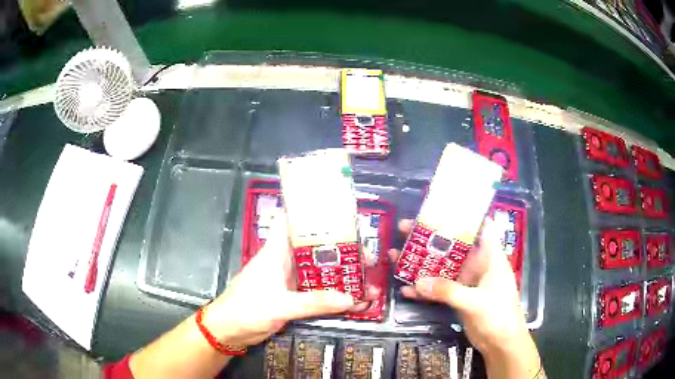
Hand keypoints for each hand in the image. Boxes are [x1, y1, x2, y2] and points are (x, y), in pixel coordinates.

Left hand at [202, 211, 378, 347]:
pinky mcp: (295, 299)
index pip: (292, 221)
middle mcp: (286, 262)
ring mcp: (291, 281)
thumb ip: (313, 302)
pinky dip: (337, 299)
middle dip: (343, 253)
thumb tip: (350, 298)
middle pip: (317, 249)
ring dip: (344, 279)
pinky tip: (357, 305)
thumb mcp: (280, 305)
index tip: (341, 214)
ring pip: (322, 274)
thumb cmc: (246, 309)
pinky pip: (320, 295)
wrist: (229, 331)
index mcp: (277, 251)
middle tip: (369, 260)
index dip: (313, 213)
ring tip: (371, 285)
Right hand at [389, 218, 527, 353]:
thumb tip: (417, 281)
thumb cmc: (498, 314)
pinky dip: (424, 290)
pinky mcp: (458, 297)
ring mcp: (466, 282)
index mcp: (490, 256)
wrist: (500, 343)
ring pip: (442, 267)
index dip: (465, 214)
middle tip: (406, 228)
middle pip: (453, 245)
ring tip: (397, 255)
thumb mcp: (474, 301)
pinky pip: (438, 289)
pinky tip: (406, 289)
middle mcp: (477, 265)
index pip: (481, 227)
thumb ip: (447, 291)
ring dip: (422, 263)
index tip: (441, 206)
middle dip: (431, 237)